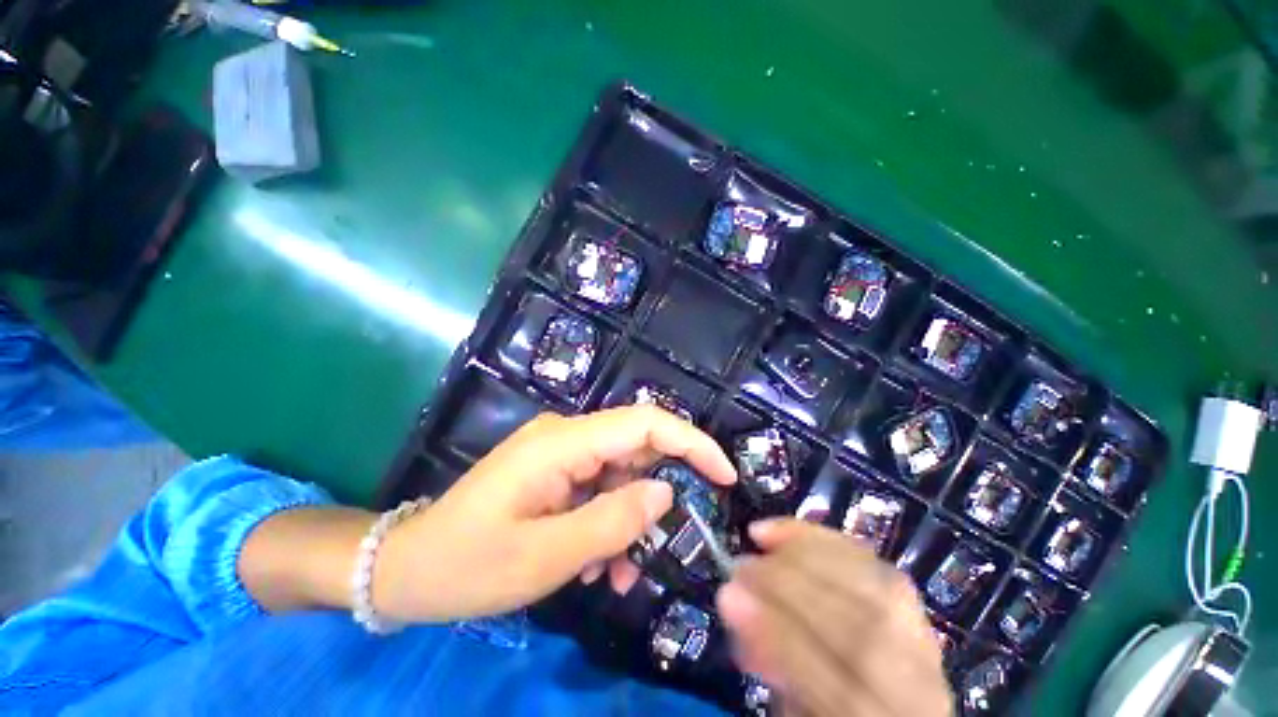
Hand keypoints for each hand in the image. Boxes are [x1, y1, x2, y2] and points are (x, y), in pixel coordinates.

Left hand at [374, 406, 736, 622]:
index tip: (724, 475)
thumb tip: (665, 494)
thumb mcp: (545, 556)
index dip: (691, 443)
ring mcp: (561, 453)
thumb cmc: (467, 564)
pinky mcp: (557, 472)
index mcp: (562, 443)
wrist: (408, 568)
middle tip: (665, 541)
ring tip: (621, 571)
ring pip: (622, 473)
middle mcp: (566, 437)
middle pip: (637, 447)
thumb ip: (612, 521)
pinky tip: (600, 562)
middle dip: (659, 492)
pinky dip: (611, 522)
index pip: (644, 423)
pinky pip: (601, 488)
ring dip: (632, 518)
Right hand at [717, 519, 951, 716]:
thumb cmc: (828, 712)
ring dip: (809, 551)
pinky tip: (796, 533)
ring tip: (764, 537)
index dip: (779, 634)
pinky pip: (880, 567)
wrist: (889, 716)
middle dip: (788, 585)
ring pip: (877, 588)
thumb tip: (734, 600)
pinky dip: (833, 542)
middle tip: (740, 564)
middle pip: (862, 631)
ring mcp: (928, 649)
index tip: (729, 594)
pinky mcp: (921, 612)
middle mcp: (919, 692)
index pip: (840, 687)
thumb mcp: (795, 711)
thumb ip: (773, 663)